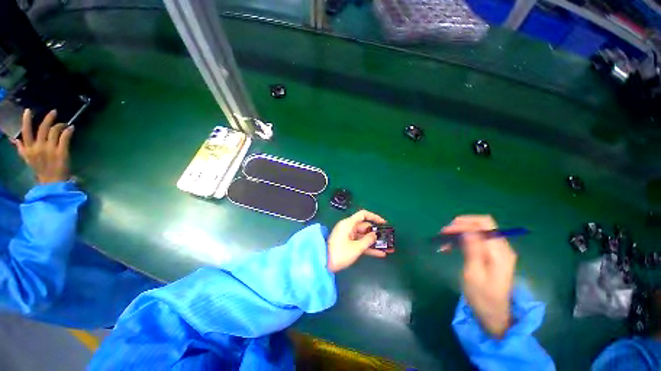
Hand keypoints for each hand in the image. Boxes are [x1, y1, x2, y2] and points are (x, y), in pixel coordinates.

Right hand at [13, 109, 73, 183]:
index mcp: (29, 149)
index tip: (28, 110)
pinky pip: (65, 137)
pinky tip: (71, 128)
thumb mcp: (28, 160)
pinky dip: (69, 131)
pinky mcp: (62, 152)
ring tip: (65, 124)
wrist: (52, 182)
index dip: (26, 120)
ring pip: (54, 131)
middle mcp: (39, 147)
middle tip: (54, 112)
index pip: (26, 132)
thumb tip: (15, 140)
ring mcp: (50, 149)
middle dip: (48, 118)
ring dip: (60, 125)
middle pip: (42, 128)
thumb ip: (22, 150)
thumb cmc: (41, 170)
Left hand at [326, 210, 393, 272]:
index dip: (374, 217)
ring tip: (387, 247)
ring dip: (374, 242)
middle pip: (365, 227)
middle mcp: (348, 227)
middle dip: (376, 233)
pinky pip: (359, 243)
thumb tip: (375, 235)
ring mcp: (347, 236)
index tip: (384, 223)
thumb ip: (368, 240)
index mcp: (348, 224)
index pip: (363, 215)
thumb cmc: (340, 253)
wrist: (323, 263)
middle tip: (388, 239)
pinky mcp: (347, 244)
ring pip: (363, 236)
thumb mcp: (356, 248)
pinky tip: (380, 254)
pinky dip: (368, 247)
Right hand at [443, 215, 516, 337]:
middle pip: (481, 224)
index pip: (484, 224)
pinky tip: (451, 246)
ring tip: (444, 241)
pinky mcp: (492, 254)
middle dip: (460, 225)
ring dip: (459, 232)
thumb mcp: (474, 274)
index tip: (445, 231)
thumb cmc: (482, 297)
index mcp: (499, 252)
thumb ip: (473, 250)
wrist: (494, 314)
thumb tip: (467, 230)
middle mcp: (501, 247)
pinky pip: (476, 239)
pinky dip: (463, 239)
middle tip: (443, 234)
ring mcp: (498, 250)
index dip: (463, 224)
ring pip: (477, 230)